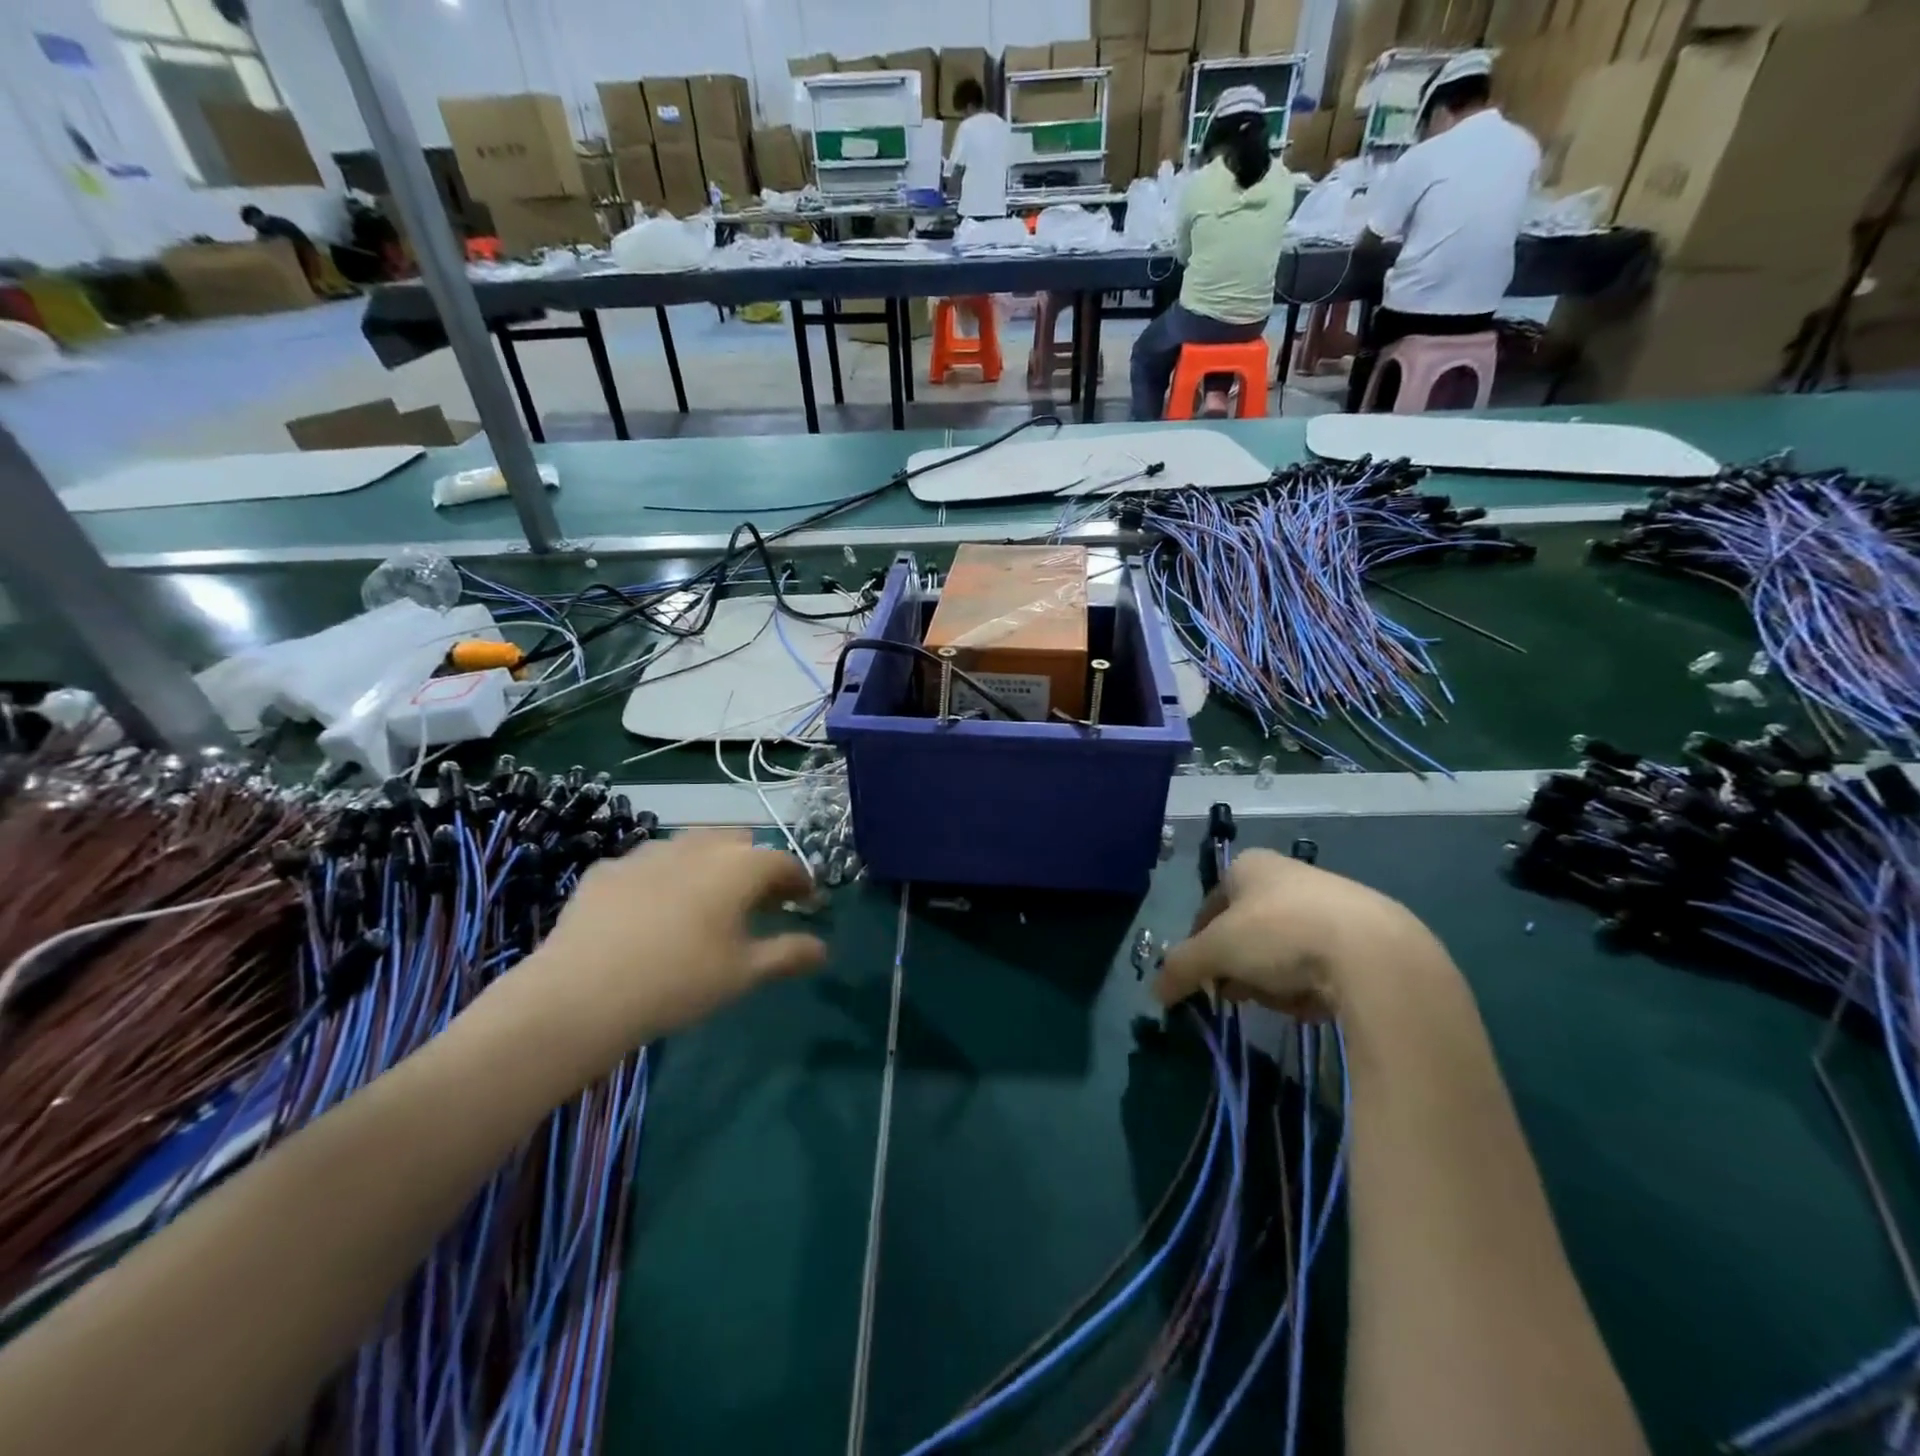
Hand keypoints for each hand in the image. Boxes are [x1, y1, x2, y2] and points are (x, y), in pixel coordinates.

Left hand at [495, 831, 825, 1081]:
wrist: (581, 994)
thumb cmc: (679, 981)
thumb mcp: (743, 973)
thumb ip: (788, 954)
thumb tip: (823, 948)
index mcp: (738, 867)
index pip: (783, 862)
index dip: (800, 881)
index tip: (806, 902)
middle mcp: (697, 847)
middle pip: (739, 842)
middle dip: (754, 864)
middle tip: (757, 901)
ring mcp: (647, 853)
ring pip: (691, 845)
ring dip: (709, 864)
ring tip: (705, 901)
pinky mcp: (607, 869)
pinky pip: (647, 864)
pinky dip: (662, 878)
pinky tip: (650, 910)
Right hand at [1155, 849, 1439, 1019]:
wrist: (1374, 952)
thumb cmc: (1279, 934)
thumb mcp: (1216, 951)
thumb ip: (1181, 968)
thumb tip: (1156, 992)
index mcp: (1249, 866)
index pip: (1210, 904)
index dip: (1201, 942)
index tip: (1204, 976)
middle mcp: (1288, 874)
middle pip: (1247, 930)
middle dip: (1241, 966)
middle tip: (1242, 993)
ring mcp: (1331, 901)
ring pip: (1283, 950)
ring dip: (1274, 979)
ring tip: (1285, 1000)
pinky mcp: (1367, 933)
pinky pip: (1322, 963)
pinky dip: (1312, 984)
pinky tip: (1319, 1002)